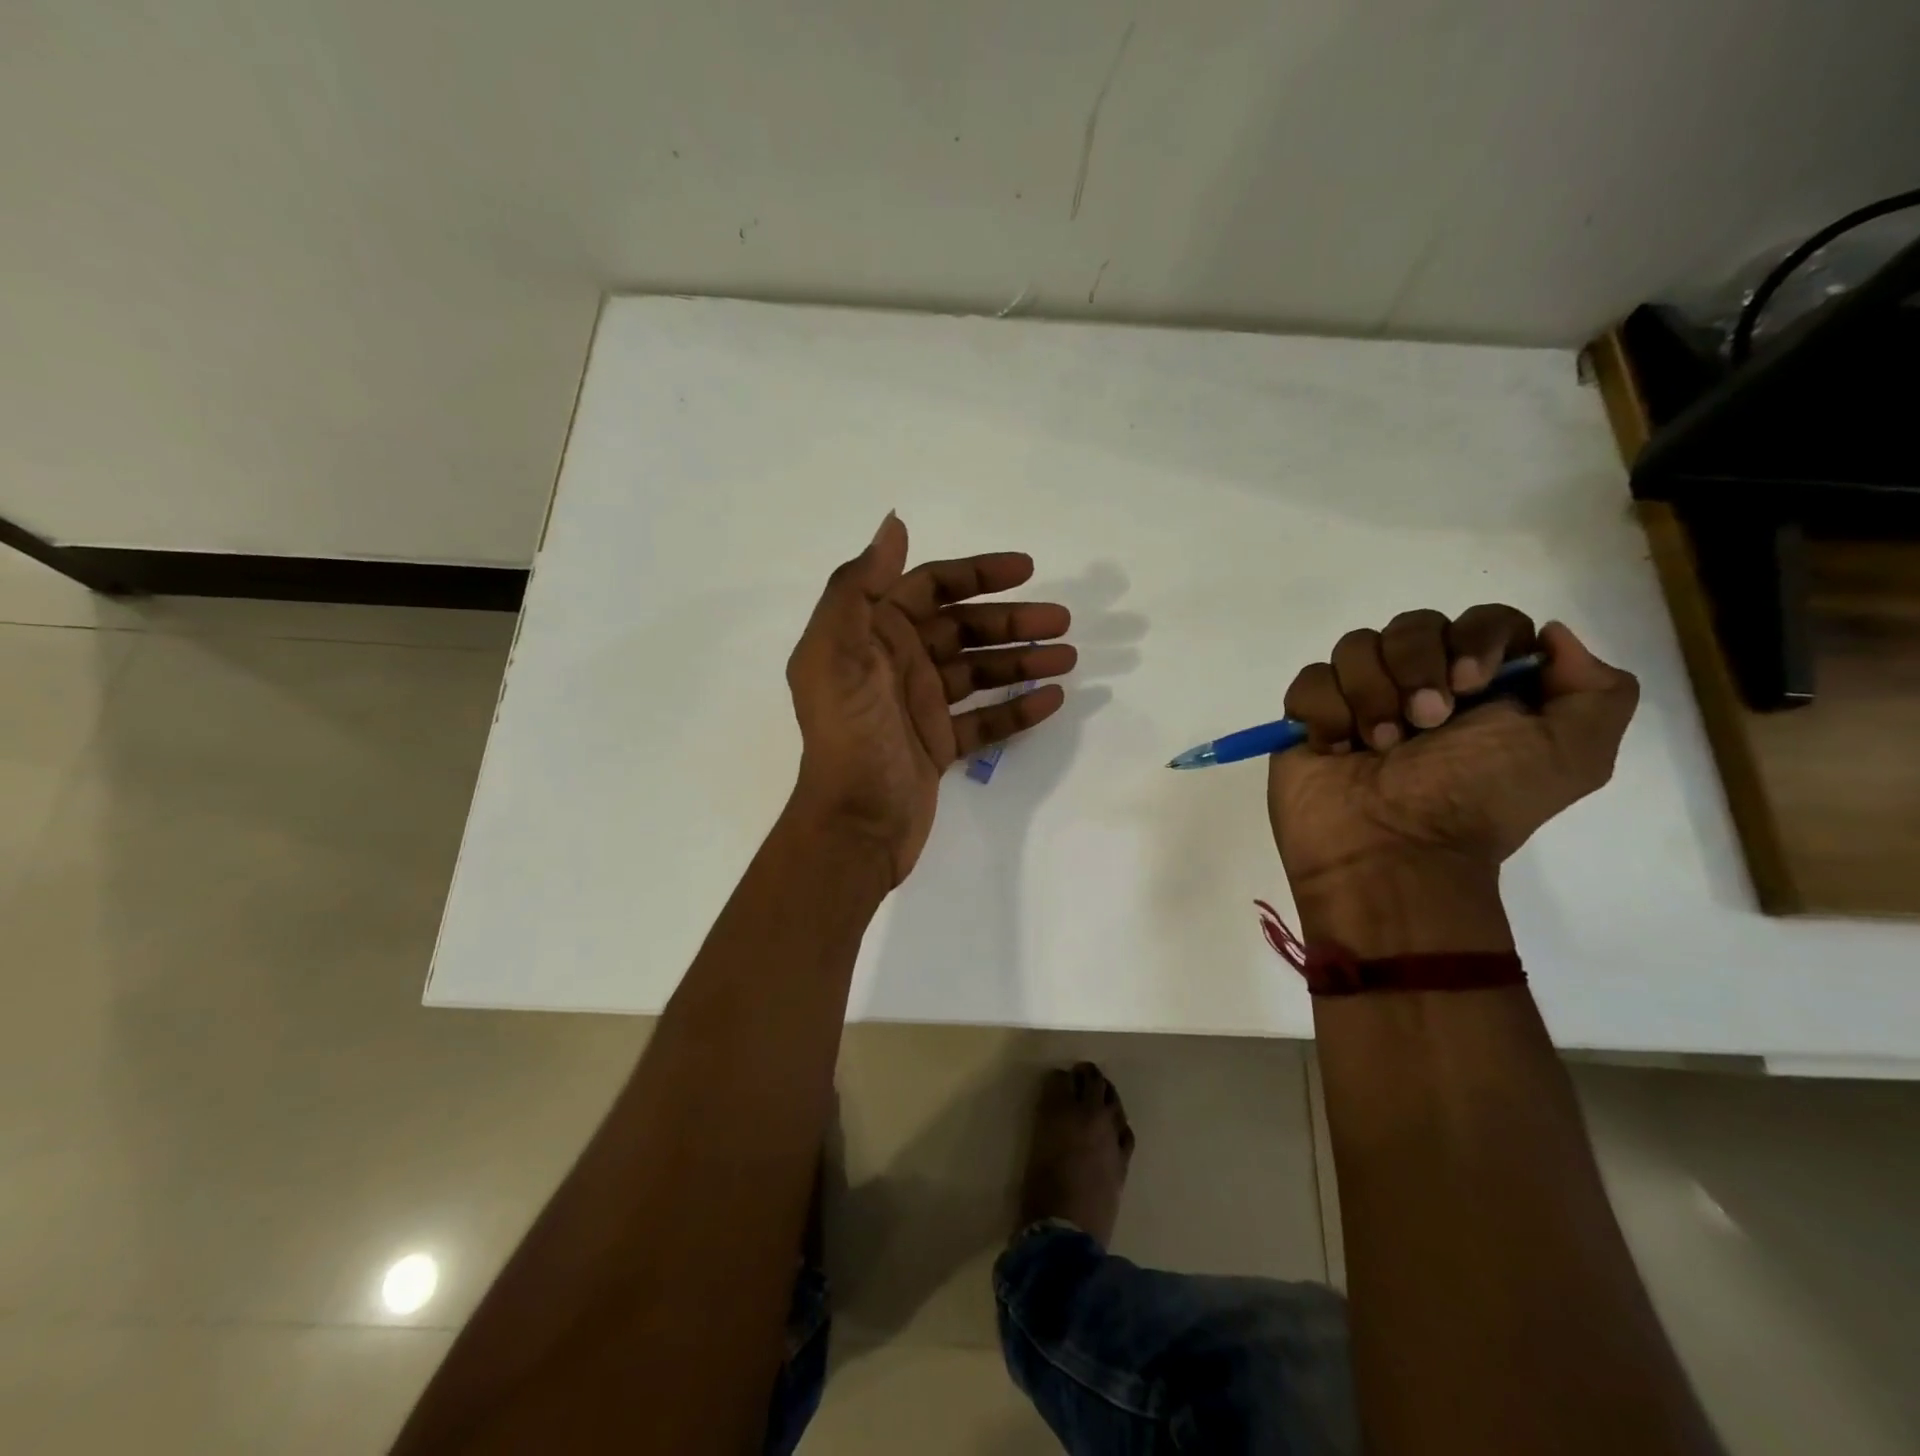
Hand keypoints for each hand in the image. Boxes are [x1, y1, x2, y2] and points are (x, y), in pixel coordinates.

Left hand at [786, 513, 1075, 884]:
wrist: (854, 826)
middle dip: (1011, 621)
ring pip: (978, 672)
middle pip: (963, 629)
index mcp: (871, 635)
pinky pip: (983, 719)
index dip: (976, 574)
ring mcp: (918, 706)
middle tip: (1062, 621)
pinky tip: (1052, 700)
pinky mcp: (937, 744)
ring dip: (1021, 661)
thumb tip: (894, 525)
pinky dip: (1015, 709)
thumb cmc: (850, 737)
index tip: (1026, 570)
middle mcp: (895, 664)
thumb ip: (859, 588)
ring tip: (1068, 659)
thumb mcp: (837, 655)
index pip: (929, 588)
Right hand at [1267, 606, 1638, 948]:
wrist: (1392, 851)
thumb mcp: (1572, 755)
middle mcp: (1420, 685)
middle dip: (1416, 668)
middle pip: (1412, 624)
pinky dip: (1326, 712)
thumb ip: (1597, 690)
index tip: (1470, 684)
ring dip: (1371, 695)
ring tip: (1378, 747)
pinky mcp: (1310, 717)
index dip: (1475, 638)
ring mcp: (1360, 699)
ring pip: (1355, 646)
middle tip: (1424, 723)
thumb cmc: (1475, 801)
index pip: (1482, 620)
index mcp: (1483, 688)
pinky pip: (1310, 680)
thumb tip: (1550, 637)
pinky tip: (1337, 749)